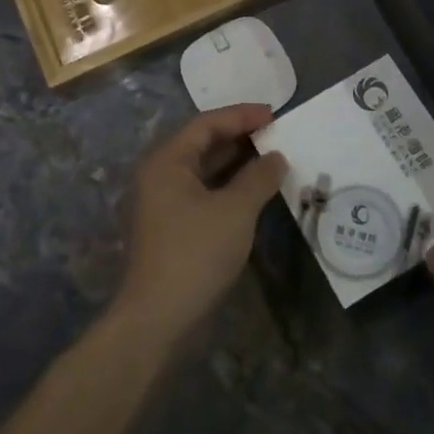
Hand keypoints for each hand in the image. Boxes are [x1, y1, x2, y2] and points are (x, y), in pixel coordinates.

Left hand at [112, 105, 286, 341]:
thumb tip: (276, 157)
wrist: (156, 318)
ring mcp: (163, 203)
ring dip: (235, 162)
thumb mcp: (235, 211)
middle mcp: (159, 175)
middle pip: (202, 143)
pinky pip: (202, 192)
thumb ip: (258, 178)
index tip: (274, 114)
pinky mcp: (171, 227)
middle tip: (275, 133)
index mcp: (167, 161)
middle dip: (239, 136)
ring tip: (270, 158)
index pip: (206, 124)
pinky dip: (227, 186)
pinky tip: (253, 192)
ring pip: (203, 170)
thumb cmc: (195, 253)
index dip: (241, 116)